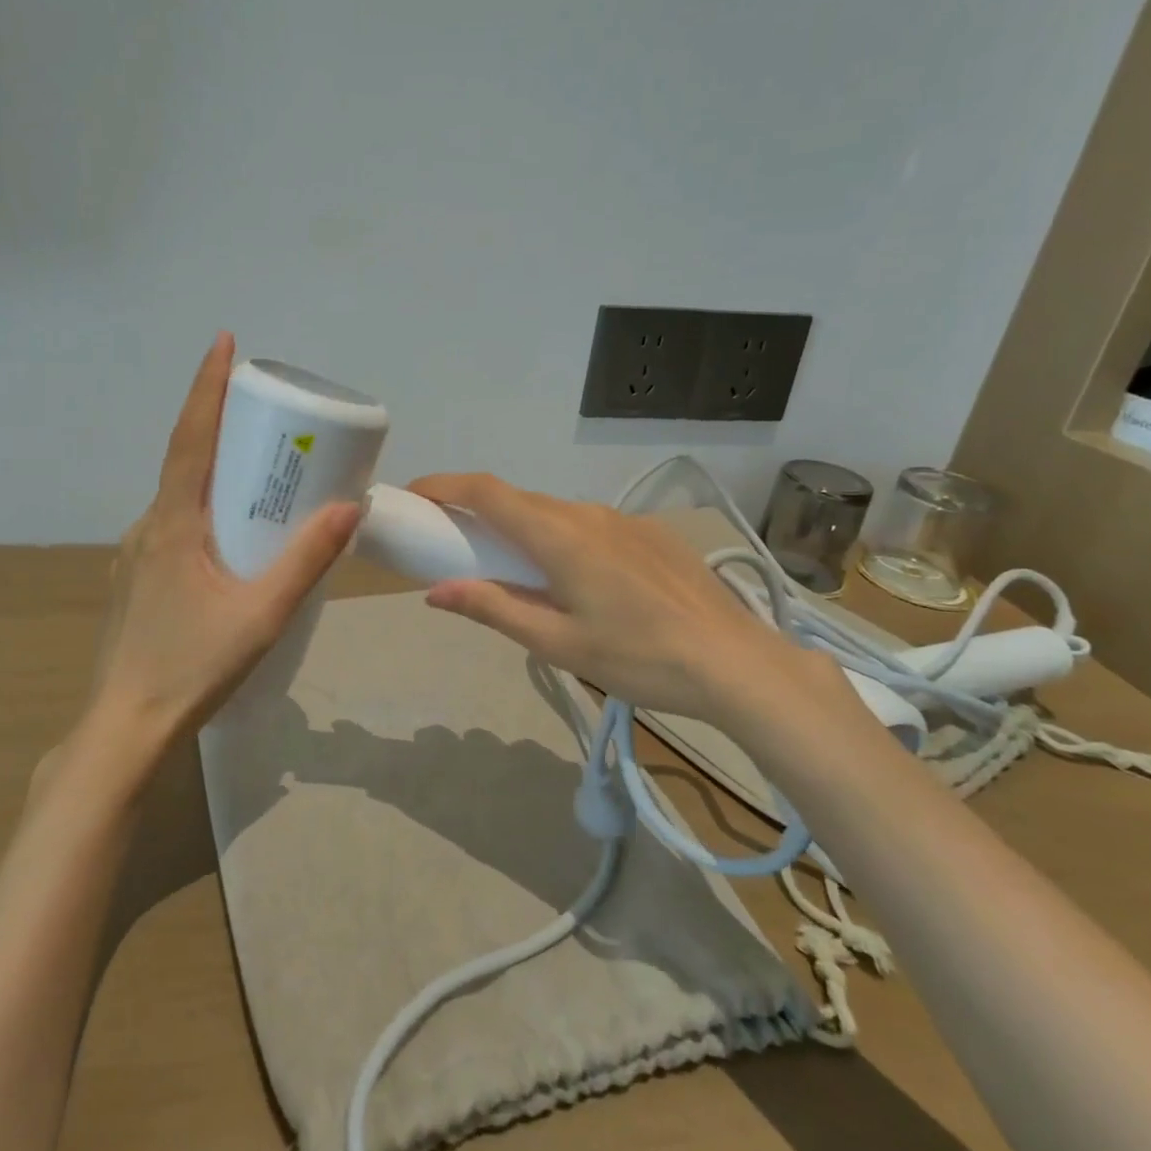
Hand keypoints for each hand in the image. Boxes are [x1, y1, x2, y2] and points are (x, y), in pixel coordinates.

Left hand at [80, 334, 360, 770]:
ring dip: (215, 474)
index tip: (224, 342)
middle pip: (187, 462)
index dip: (206, 387)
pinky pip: (175, 526)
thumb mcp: (262, 614)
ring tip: (260, 476)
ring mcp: (136, 554)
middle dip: (223, 427)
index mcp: (172, 524)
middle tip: (266, 413)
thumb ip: (306, 561)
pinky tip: (231, 540)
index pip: (191, 439)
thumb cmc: (193, 667)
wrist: (125, 726)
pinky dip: (205, 511)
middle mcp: (148, 527)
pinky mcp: (138, 579)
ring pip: (180, 498)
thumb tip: (348, 505)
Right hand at [408, 473, 851, 734]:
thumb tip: (436, 591)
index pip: (486, 492)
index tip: (414, 495)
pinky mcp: (650, 534)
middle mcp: (587, 514)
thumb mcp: (558, 644)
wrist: (736, 664)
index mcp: (559, 536)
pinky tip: (576, 578)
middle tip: (453, 542)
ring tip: (513, 568)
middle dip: (477, 511)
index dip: (444, 486)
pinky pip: (589, 524)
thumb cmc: (639, 658)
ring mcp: (623, 520)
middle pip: (518, 500)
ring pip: (555, 512)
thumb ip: (494, 609)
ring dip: (521, 527)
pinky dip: (560, 537)